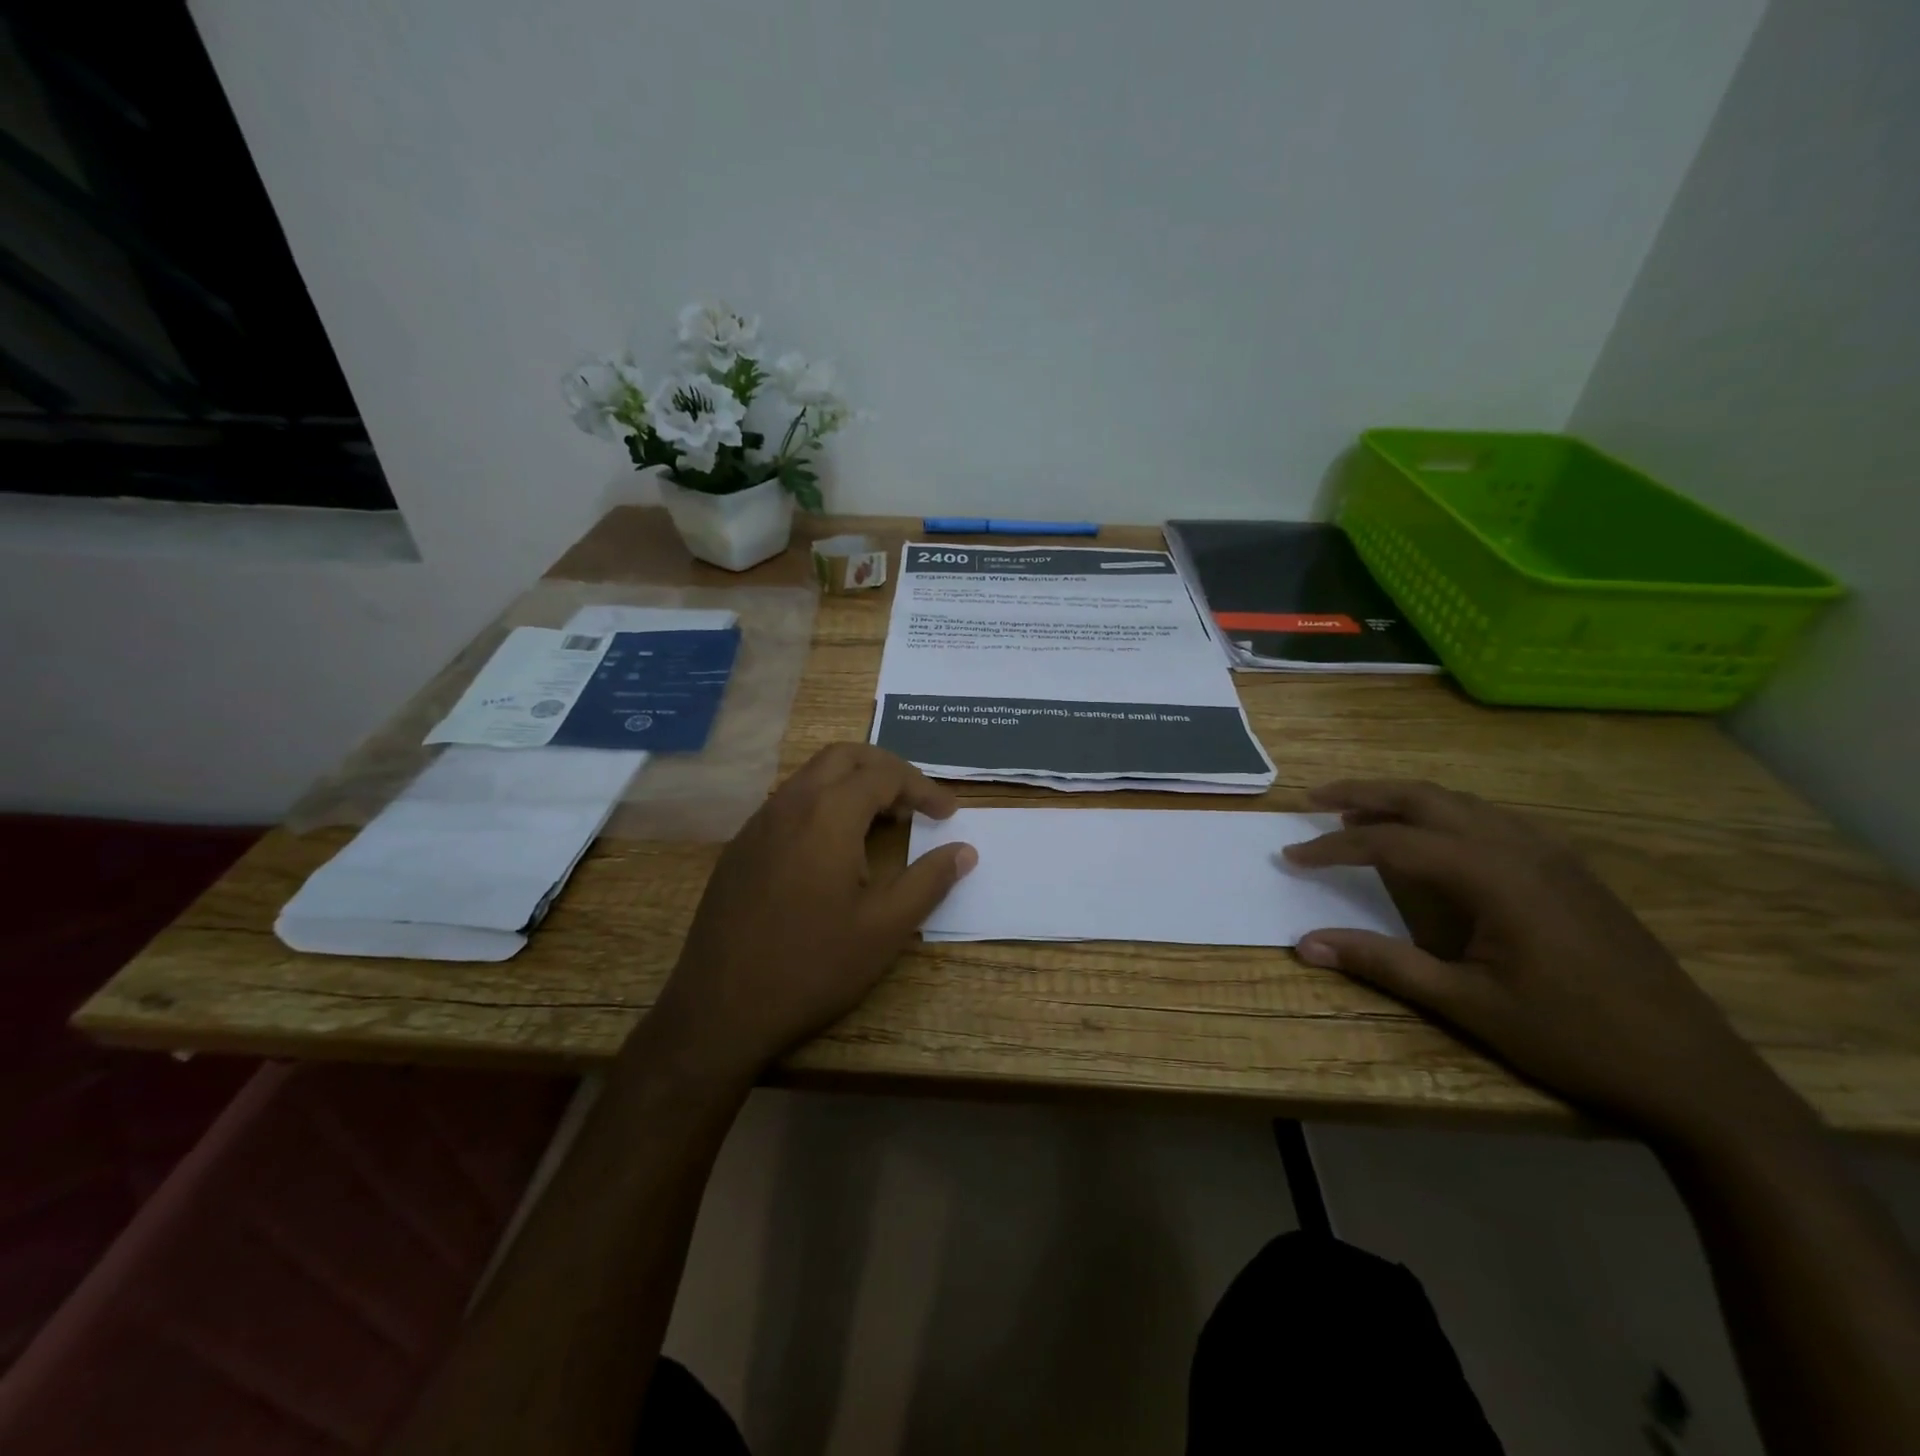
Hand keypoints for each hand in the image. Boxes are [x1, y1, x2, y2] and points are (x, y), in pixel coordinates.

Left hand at [648, 744, 976, 1081]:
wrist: (720, 1009)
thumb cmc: (813, 966)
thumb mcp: (885, 928)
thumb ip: (929, 881)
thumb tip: (965, 851)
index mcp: (828, 814)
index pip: (885, 775)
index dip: (923, 788)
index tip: (948, 814)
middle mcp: (789, 804)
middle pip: (844, 757)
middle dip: (886, 769)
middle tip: (915, 801)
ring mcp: (758, 824)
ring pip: (812, 776)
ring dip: (852, 784)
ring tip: (882, 821)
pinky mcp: (740, 847)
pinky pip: (789, 803)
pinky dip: (823, 805)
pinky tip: (834, 849)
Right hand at [1284, 780, 1797, 1142]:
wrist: (1694, 1072)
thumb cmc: (1572, 1039)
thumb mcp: (1466, 1004)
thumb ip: (1382, 963)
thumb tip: (1305, 944)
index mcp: (1493, 874)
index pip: (1392, 843)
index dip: (1334, 848)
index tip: (1291, 856)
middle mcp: (1520, 847)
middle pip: (1425, 798)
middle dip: (1364, 793)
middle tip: (1314, 799)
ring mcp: (1551, 853)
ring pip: (1460, 803)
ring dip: (1403, 801)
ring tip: (1358, 815)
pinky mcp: (1568, 869)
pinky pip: (1490, 820)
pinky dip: (1443, 815)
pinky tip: (1431, 839)